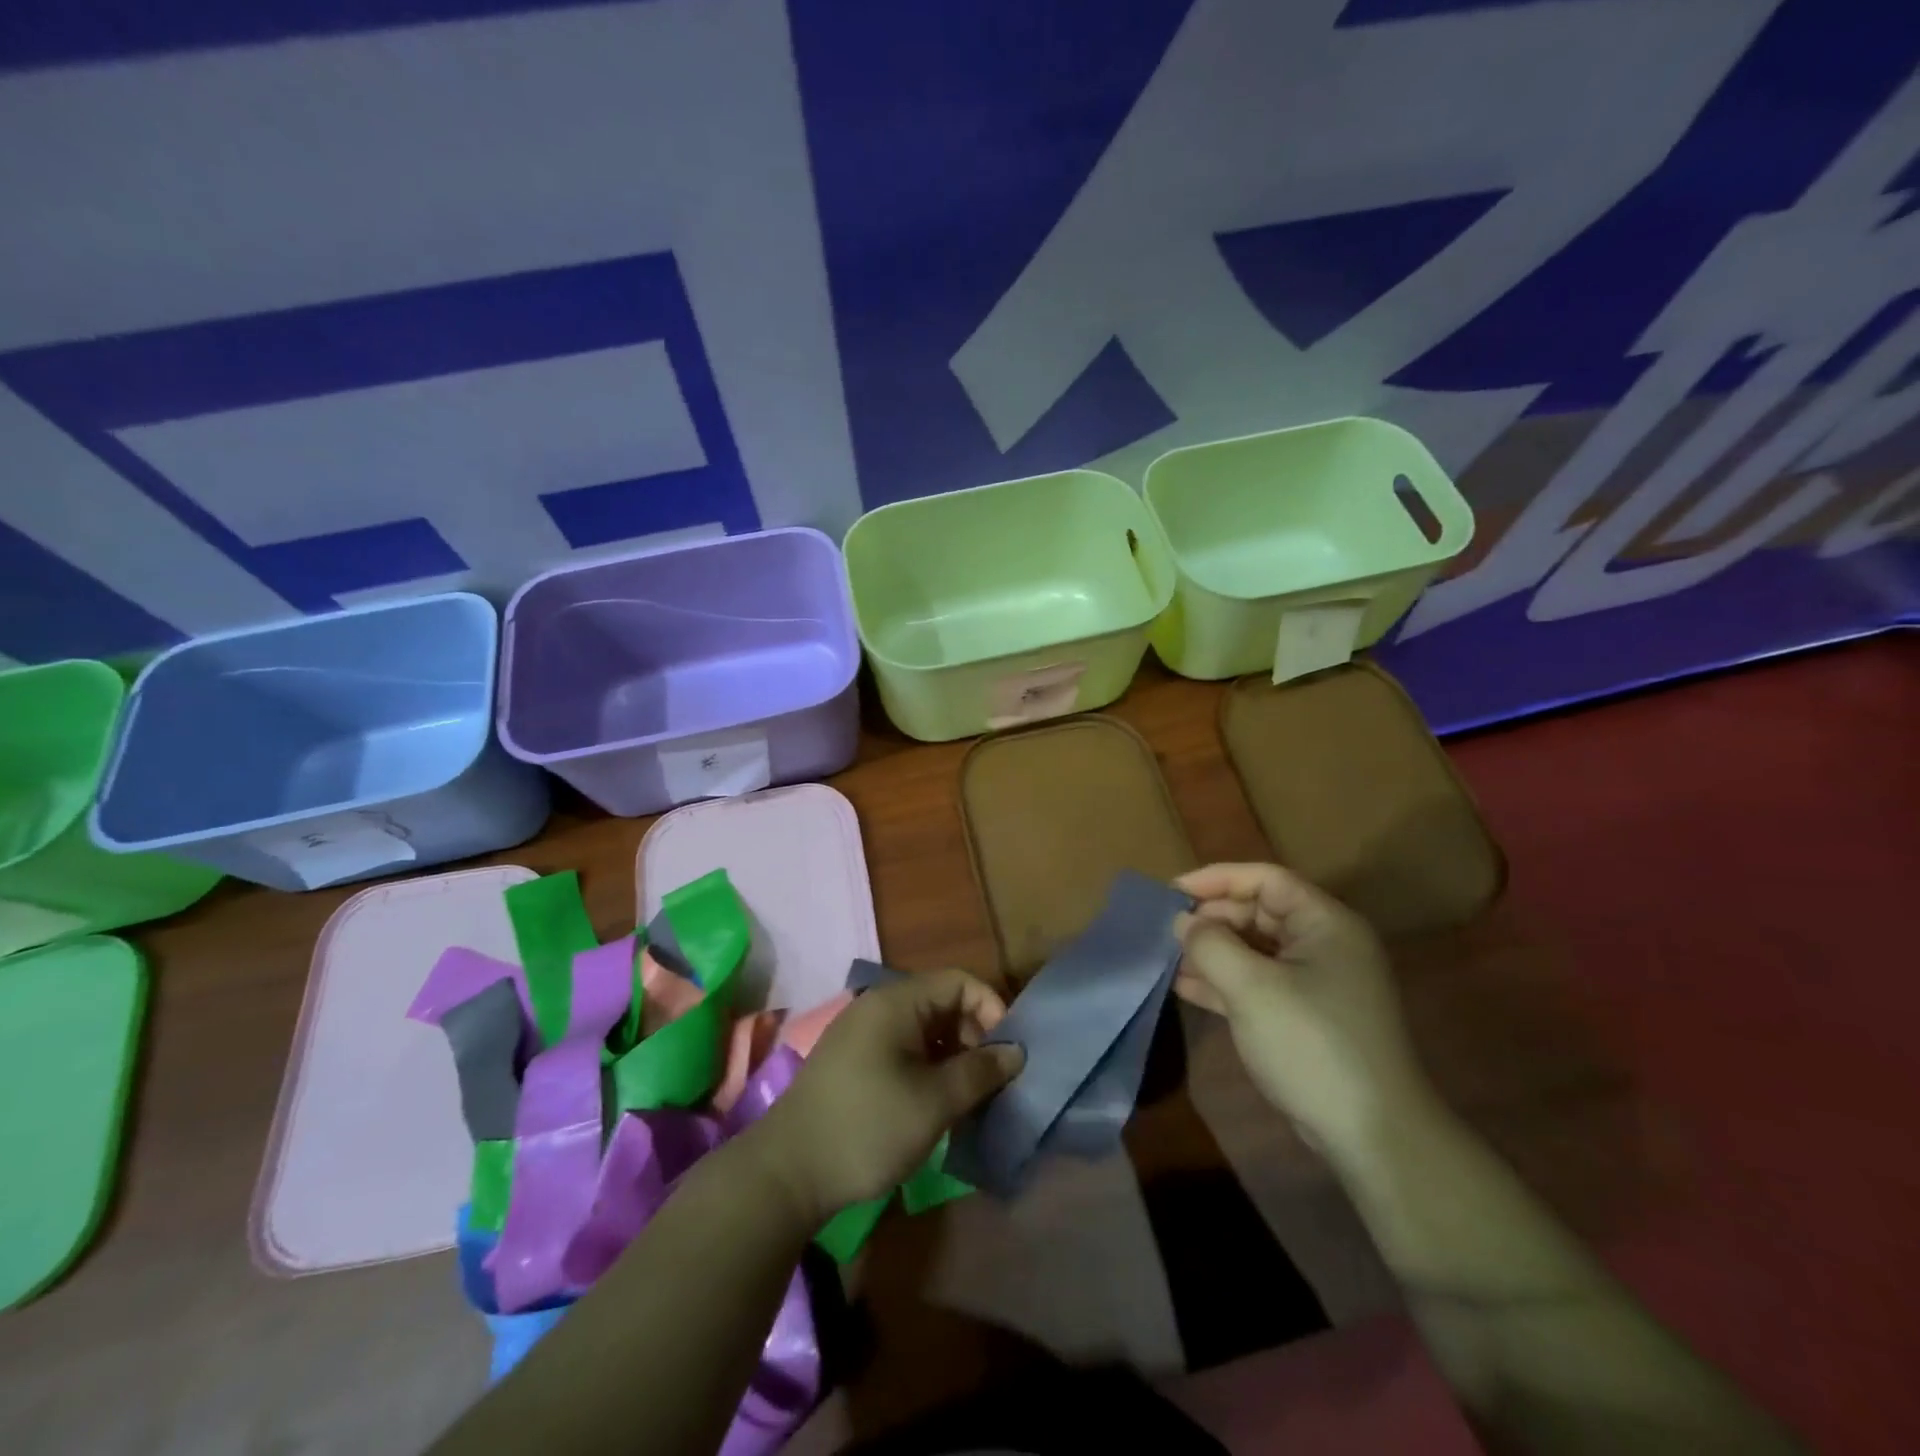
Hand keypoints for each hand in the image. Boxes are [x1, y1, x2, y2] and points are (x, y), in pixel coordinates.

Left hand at [746, 968, 1023, 1222]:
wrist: (787, 1172)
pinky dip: (928, 1068)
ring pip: (924, 1029)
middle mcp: (878, 1007)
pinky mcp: (853, 1062)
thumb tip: (1016, 1052)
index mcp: (896, 1002)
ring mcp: (862, 1034)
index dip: (992, 1010)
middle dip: (974, 1036)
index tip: (1010, 1053)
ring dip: (952, 1056)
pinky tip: (937, 1104)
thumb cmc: (867, 1127)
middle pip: (942, 1003)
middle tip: (991, 1081)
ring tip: (969, 1097)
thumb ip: (979, 1072)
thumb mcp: (934, 1102)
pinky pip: (903, 1049)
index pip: (959, 982)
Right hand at [1174, 862, 1434, 1166]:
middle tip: (1166, 931)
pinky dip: (1223, 982)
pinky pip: (1258, 983)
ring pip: (1254, 950)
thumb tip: (1183, 922)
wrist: (1372, 1135)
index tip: (1171, 893)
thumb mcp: (1251, 987)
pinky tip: (1185, 987)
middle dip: (1211, 919)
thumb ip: (1210, 945)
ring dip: (1212, 951)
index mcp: (1325, 923)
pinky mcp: (1306, 1016)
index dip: (1216, 879)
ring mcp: (1317, 983)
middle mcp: (1324, 944)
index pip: (1265, 879)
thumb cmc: (1311, 1043)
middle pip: (1258, 912)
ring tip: (1167, 958)